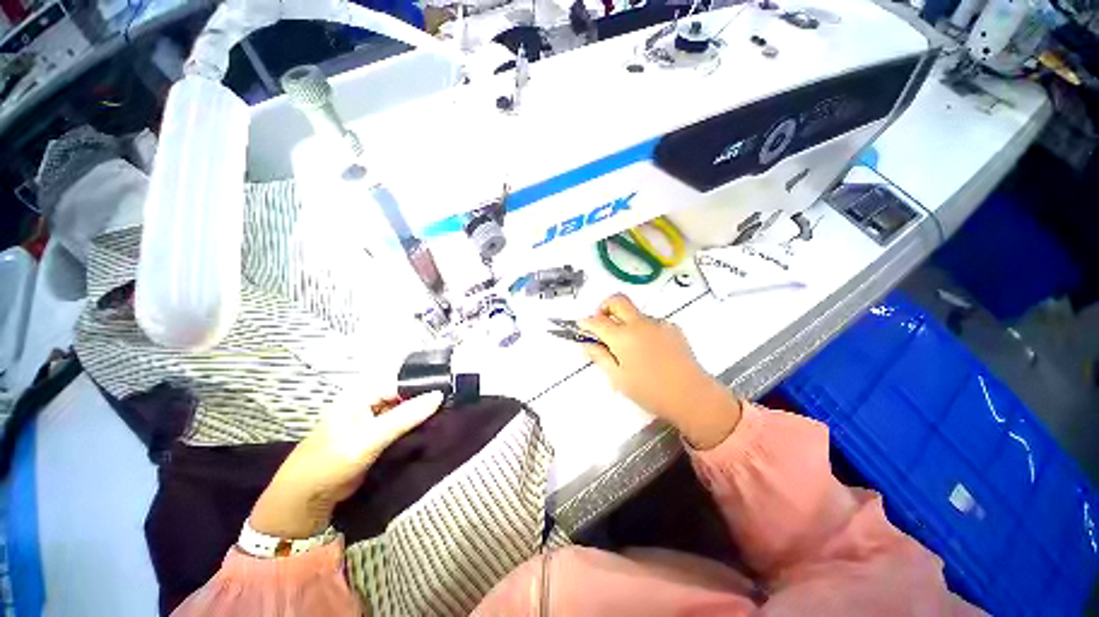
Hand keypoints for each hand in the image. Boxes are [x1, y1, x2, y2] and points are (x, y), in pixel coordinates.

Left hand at [249, 391, 443, 538]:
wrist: (306, 499)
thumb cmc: (331, 461)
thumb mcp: (370, 438)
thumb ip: (405, 417)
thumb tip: (439, 396)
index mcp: (363, 394)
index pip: (402, 382)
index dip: (425, 386)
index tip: (450, 392)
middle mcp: (369, 403)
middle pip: (405, 396)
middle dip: (425, 402)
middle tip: (452, 406)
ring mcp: (373, 422)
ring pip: (405, 412)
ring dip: (422, 417)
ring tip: (448, 417)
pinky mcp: (377, 438)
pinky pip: (401, 428)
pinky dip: (414, 429)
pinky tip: (432, 431)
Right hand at [580, 294, 742, 449]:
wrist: (692, 396)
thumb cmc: (650, 391)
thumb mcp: (618, 378)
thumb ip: (600, 357)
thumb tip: (587, 344)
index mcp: (622, 337)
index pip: (597, 321)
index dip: (586, 322)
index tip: (581, 326)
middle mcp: (639, 323)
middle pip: (617, 300)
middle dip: (604, 306)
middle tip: (601, 323)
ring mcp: (658, 323)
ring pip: (635, 313)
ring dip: (625, 321)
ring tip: (628, 346)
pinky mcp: (672, 328)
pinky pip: (651, 322)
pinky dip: (642, 329)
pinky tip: (648, 350)